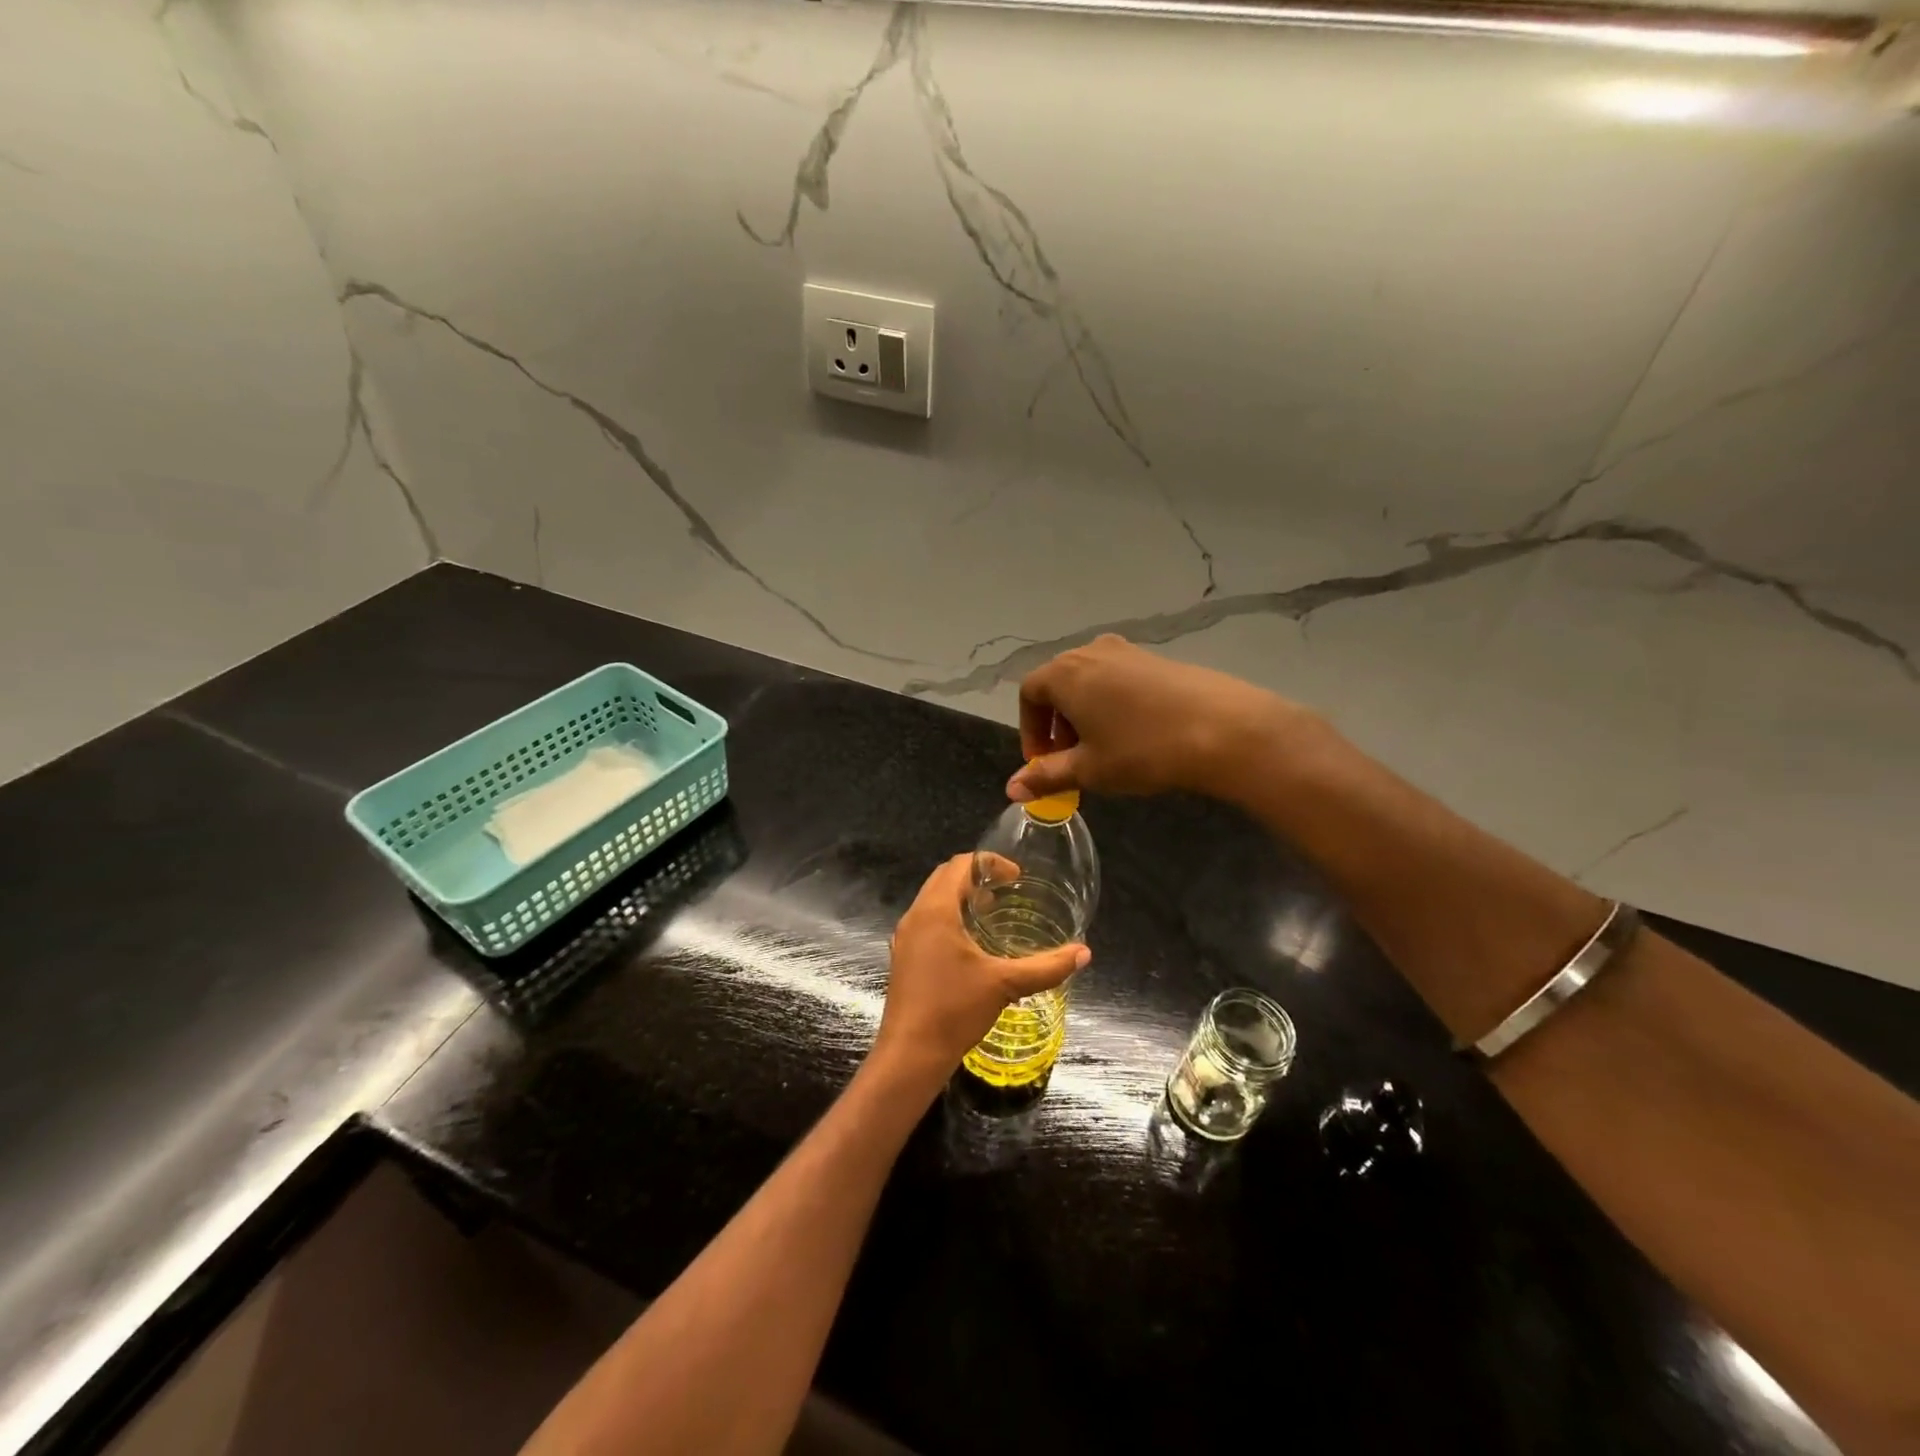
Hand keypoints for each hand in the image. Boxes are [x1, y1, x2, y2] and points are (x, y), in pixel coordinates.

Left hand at [870, 855, 1088, 1093]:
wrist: (910, 1054)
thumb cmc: (955, 1010)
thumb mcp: (1006, 985)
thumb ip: (1046, 967)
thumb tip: (1084, 953)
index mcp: (935, 910)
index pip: (960, 864)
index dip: (990, 863)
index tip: (1017, 878)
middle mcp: (915, 916)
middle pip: (944, 877)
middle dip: (976, 877)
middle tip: (1008, 891)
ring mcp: (905, 937)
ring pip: (933, 900)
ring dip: (962, 897)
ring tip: (993, 914)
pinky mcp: (904, 956)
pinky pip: (927, 921)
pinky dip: (949, 918)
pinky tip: (972, 945)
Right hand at [1007, 635, 1310, 802]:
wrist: (1224, 729)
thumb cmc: (1142, 750)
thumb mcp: (1090, 769)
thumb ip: (1046, 777)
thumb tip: (1012, 789)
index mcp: (1065, 673)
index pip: (1029, 694)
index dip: (1030, 730)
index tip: (1044, 763)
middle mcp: (1091, 651)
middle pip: (1058, 683)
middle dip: (1057, 723)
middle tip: (1071, 759)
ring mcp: (1128, 651)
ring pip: (1090, 681)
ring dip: (1085, 714)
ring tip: (1104, 749)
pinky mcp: (1158, 658)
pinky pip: (1119, 679)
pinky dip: (1113, 704)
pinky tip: (1136, 734)